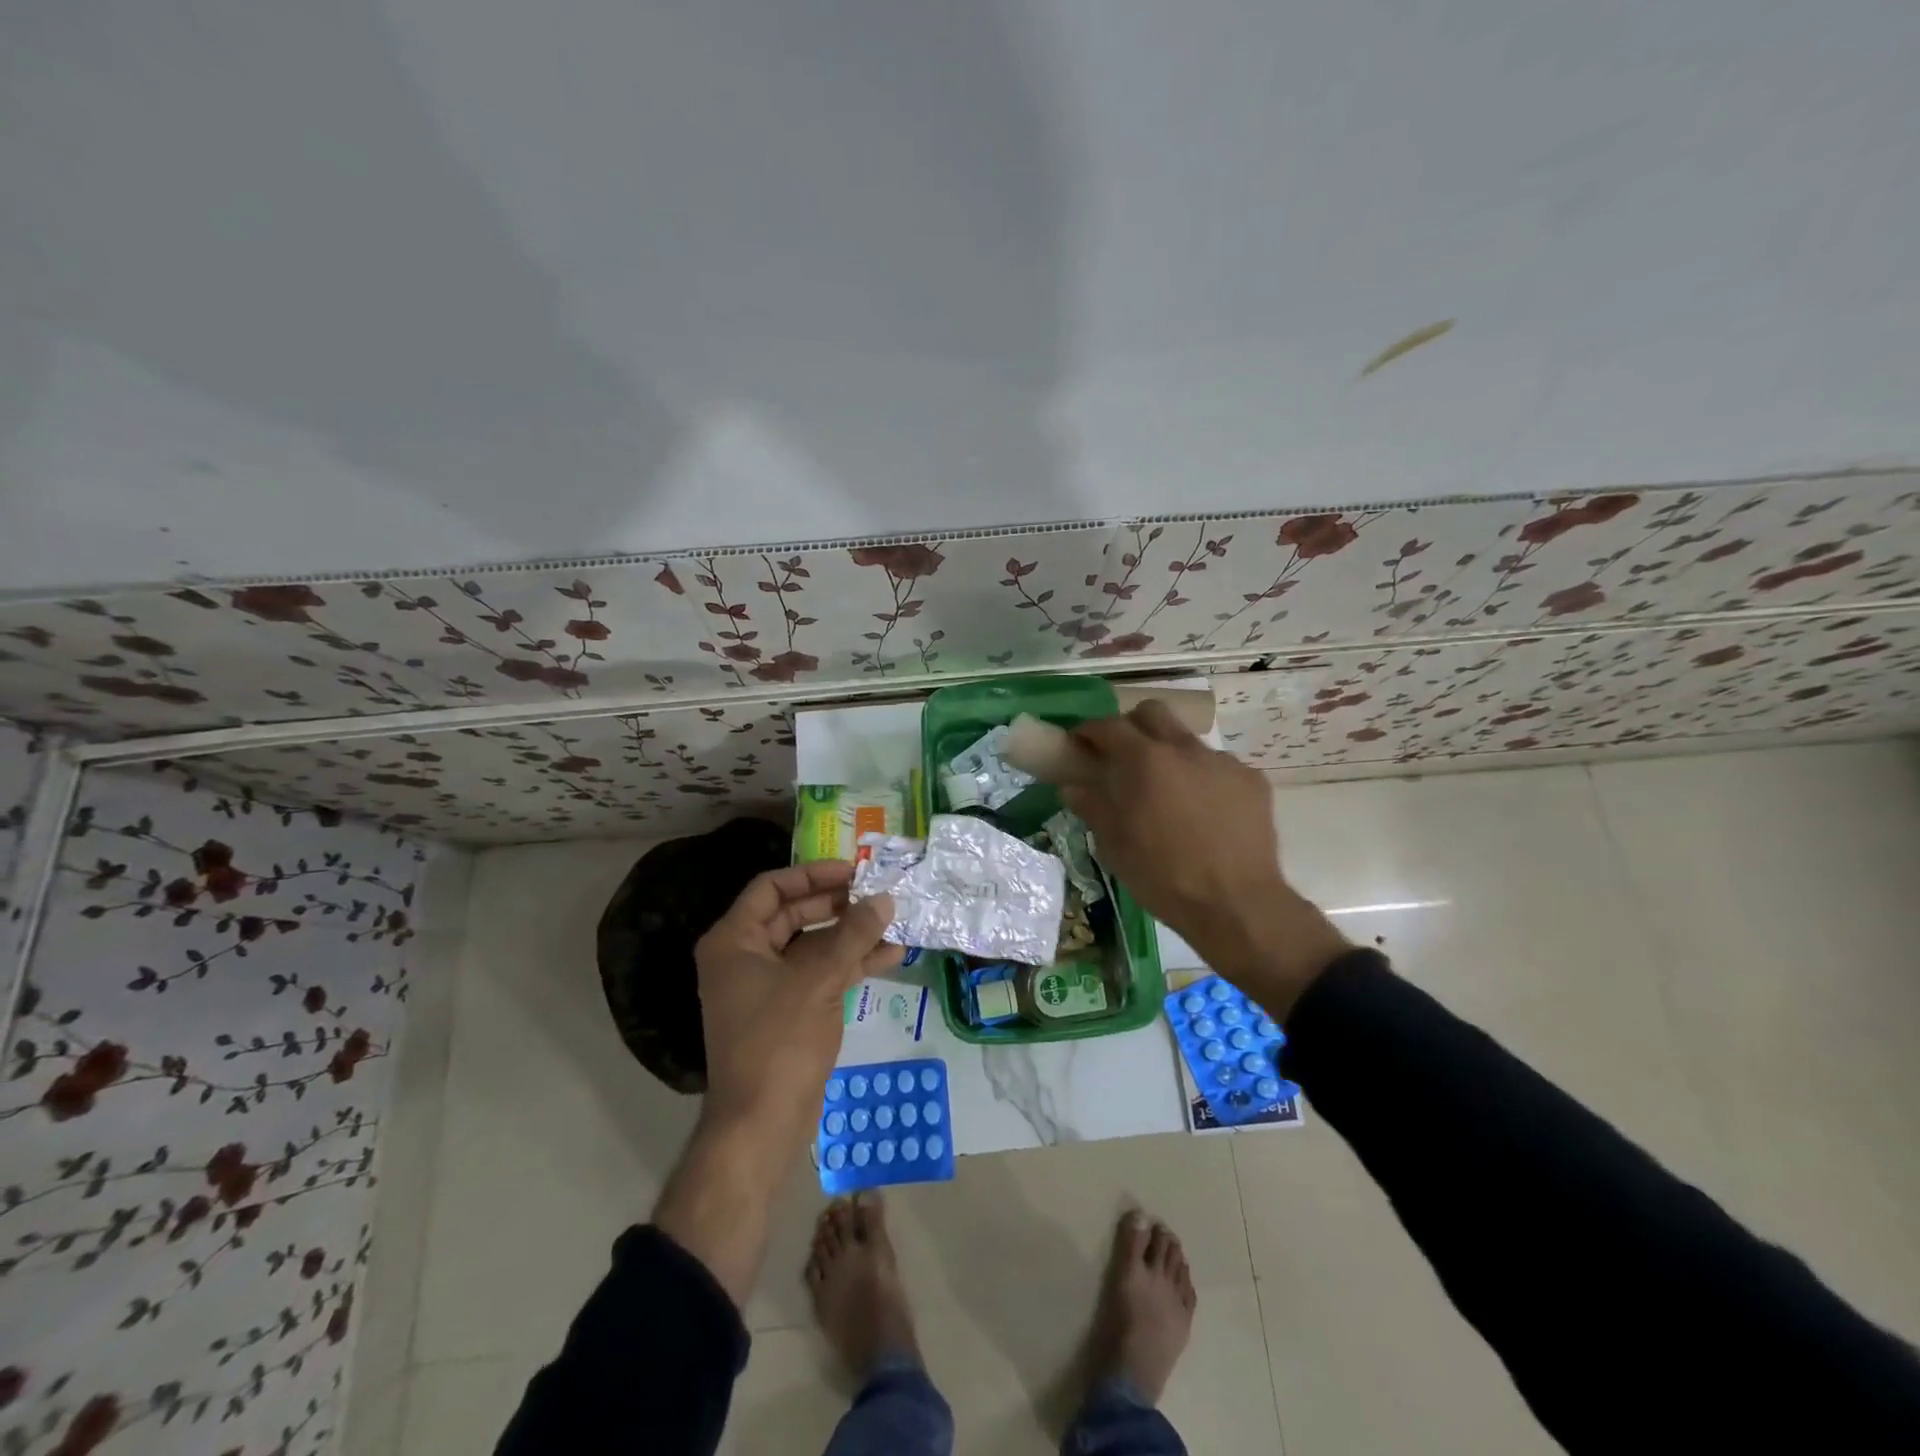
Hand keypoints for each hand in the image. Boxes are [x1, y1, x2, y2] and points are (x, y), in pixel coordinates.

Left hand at [694, 861, 901, 1136]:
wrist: (762, 1124)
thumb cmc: (779, 1041)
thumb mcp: (818, 980)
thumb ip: (853, 934)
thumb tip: (884, 898)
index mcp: (734, 941)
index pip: (771, 888)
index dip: (812, 874)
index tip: (852, 870)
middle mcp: (745, 957)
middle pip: (794, 914)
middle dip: (837, 904)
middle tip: (876, 894)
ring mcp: (767, 986)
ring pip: (812, 946)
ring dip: (850, 934)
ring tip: (892, 922)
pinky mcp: (788, 1011)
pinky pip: (820, 974)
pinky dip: (850, 964)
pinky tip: (890, 956)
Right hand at [1060, 702, 1349, 1014]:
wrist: (1236, 904)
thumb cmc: (1162, 876)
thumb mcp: (1114, 845)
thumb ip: (1092, 806)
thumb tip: (1072, 786)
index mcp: (1144, 761)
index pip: (1109, 726)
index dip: (1088, 730)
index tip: (1079, 744)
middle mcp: (1184, 749)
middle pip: (1153, 713)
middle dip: (1132, 725)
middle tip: (1122, 755)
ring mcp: (1223, 762)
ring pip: (1187, 741)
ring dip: (1169, 755)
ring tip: (1167, 793)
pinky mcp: (1252, 780)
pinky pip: (1218, 768)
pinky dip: (1202, 780)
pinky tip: (1204, 813)